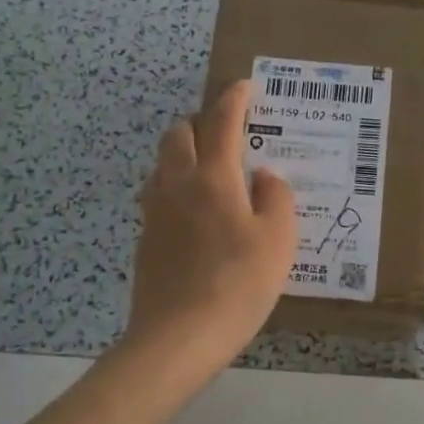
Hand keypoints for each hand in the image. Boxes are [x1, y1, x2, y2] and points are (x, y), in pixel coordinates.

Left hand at [125, 80, 296, 369]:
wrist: (179, 336)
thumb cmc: (239, 284)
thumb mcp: (278, 240)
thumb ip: (275, 197)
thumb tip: (263, 177)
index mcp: (213, 177)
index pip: (222, 122)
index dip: (234, 99)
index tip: (245, 86)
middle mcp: (177, 184)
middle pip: (179, 134)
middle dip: (202, 121)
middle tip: (228, 131)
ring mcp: (155, 212)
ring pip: (162, 163)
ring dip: (183, 152)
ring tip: (210, 169)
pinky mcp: (145, 239)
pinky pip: (158, 194)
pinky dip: (175, 185)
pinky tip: (194, 212)